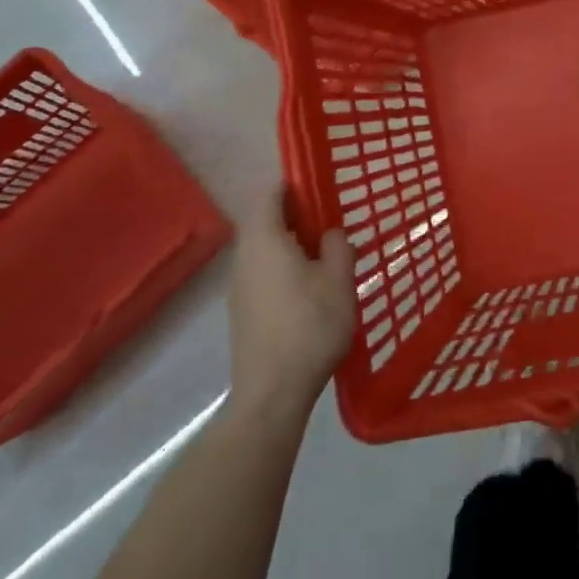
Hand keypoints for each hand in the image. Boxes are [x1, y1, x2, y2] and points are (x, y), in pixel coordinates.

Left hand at [227, 195, 354, 422]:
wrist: (272, 393)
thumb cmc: (309, 326)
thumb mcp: (339, 280)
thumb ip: (338, 246)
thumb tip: (330, 233)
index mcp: (264, 240)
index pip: (269, 195)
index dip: (292, 185)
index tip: (319, 188)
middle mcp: (244, 257)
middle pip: (265, 223)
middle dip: (296, 218)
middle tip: (330, 225)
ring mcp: (239, 287)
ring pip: (264, 251)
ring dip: (291, 246)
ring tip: (325, 259)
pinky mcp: (242, 312)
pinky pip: (263, 275)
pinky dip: (284, 270)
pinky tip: (309, 292)